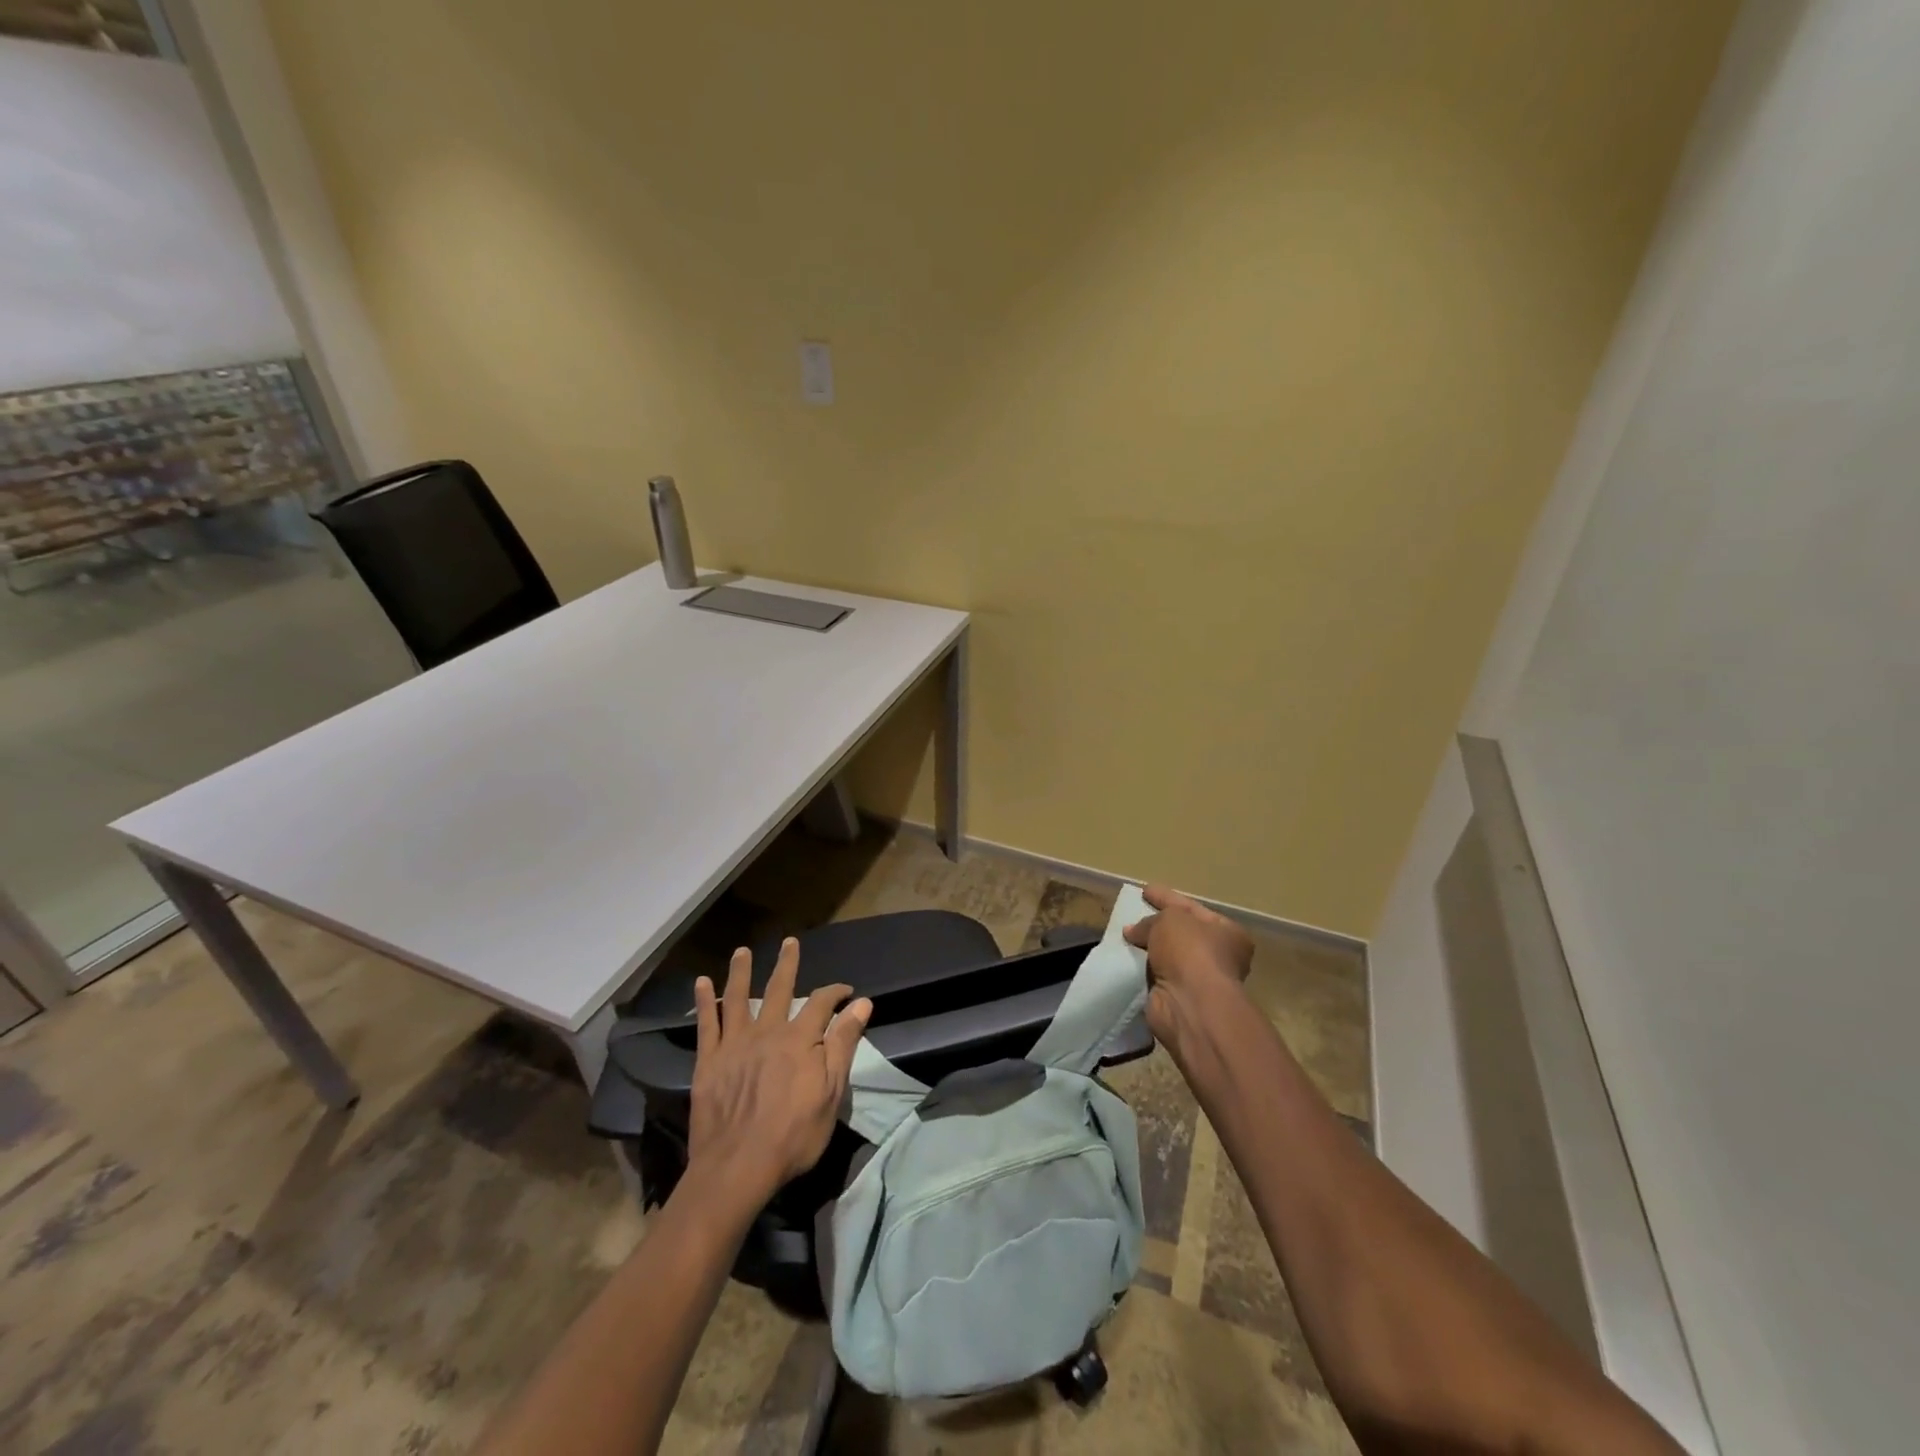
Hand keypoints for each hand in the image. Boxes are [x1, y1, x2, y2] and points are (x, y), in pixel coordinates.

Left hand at [688, 938, 871, 1206]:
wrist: (737, 1167)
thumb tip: (862, 1003)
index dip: (835, 993)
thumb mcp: (831, 1092)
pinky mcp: (709, 1061)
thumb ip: (843, 1044)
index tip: (846, 991)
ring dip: (741, 972)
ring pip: (738, 998)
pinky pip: (706, 1023)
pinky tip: (701, 982)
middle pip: (778, 989)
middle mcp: (767, 1031)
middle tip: (789, 942)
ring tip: (742, 951)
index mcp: (799, 1039)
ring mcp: (734, 1044)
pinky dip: (703, 1001)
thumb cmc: (793, 1135)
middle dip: (787, 965)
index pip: (821, 1003)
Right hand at [1124, 885, 1253, 1060]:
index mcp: (1228, 933)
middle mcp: (1218, 956)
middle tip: (1133, 914)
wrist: (1190, 1004)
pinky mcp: (1178, 998)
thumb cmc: (1190, 952)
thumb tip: (1133, 931)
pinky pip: (1156, 975)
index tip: (1145, 890)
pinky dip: (1142, 969)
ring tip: (1124, 936)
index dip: (1167, 897)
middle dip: (1157, 924)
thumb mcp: (1169, 920)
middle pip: (1181, 933)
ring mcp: (1199, 980)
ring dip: (1148, 948)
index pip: (1191, 907)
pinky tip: (1125, 960)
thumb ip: (1150, 920)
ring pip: (1167, 956)